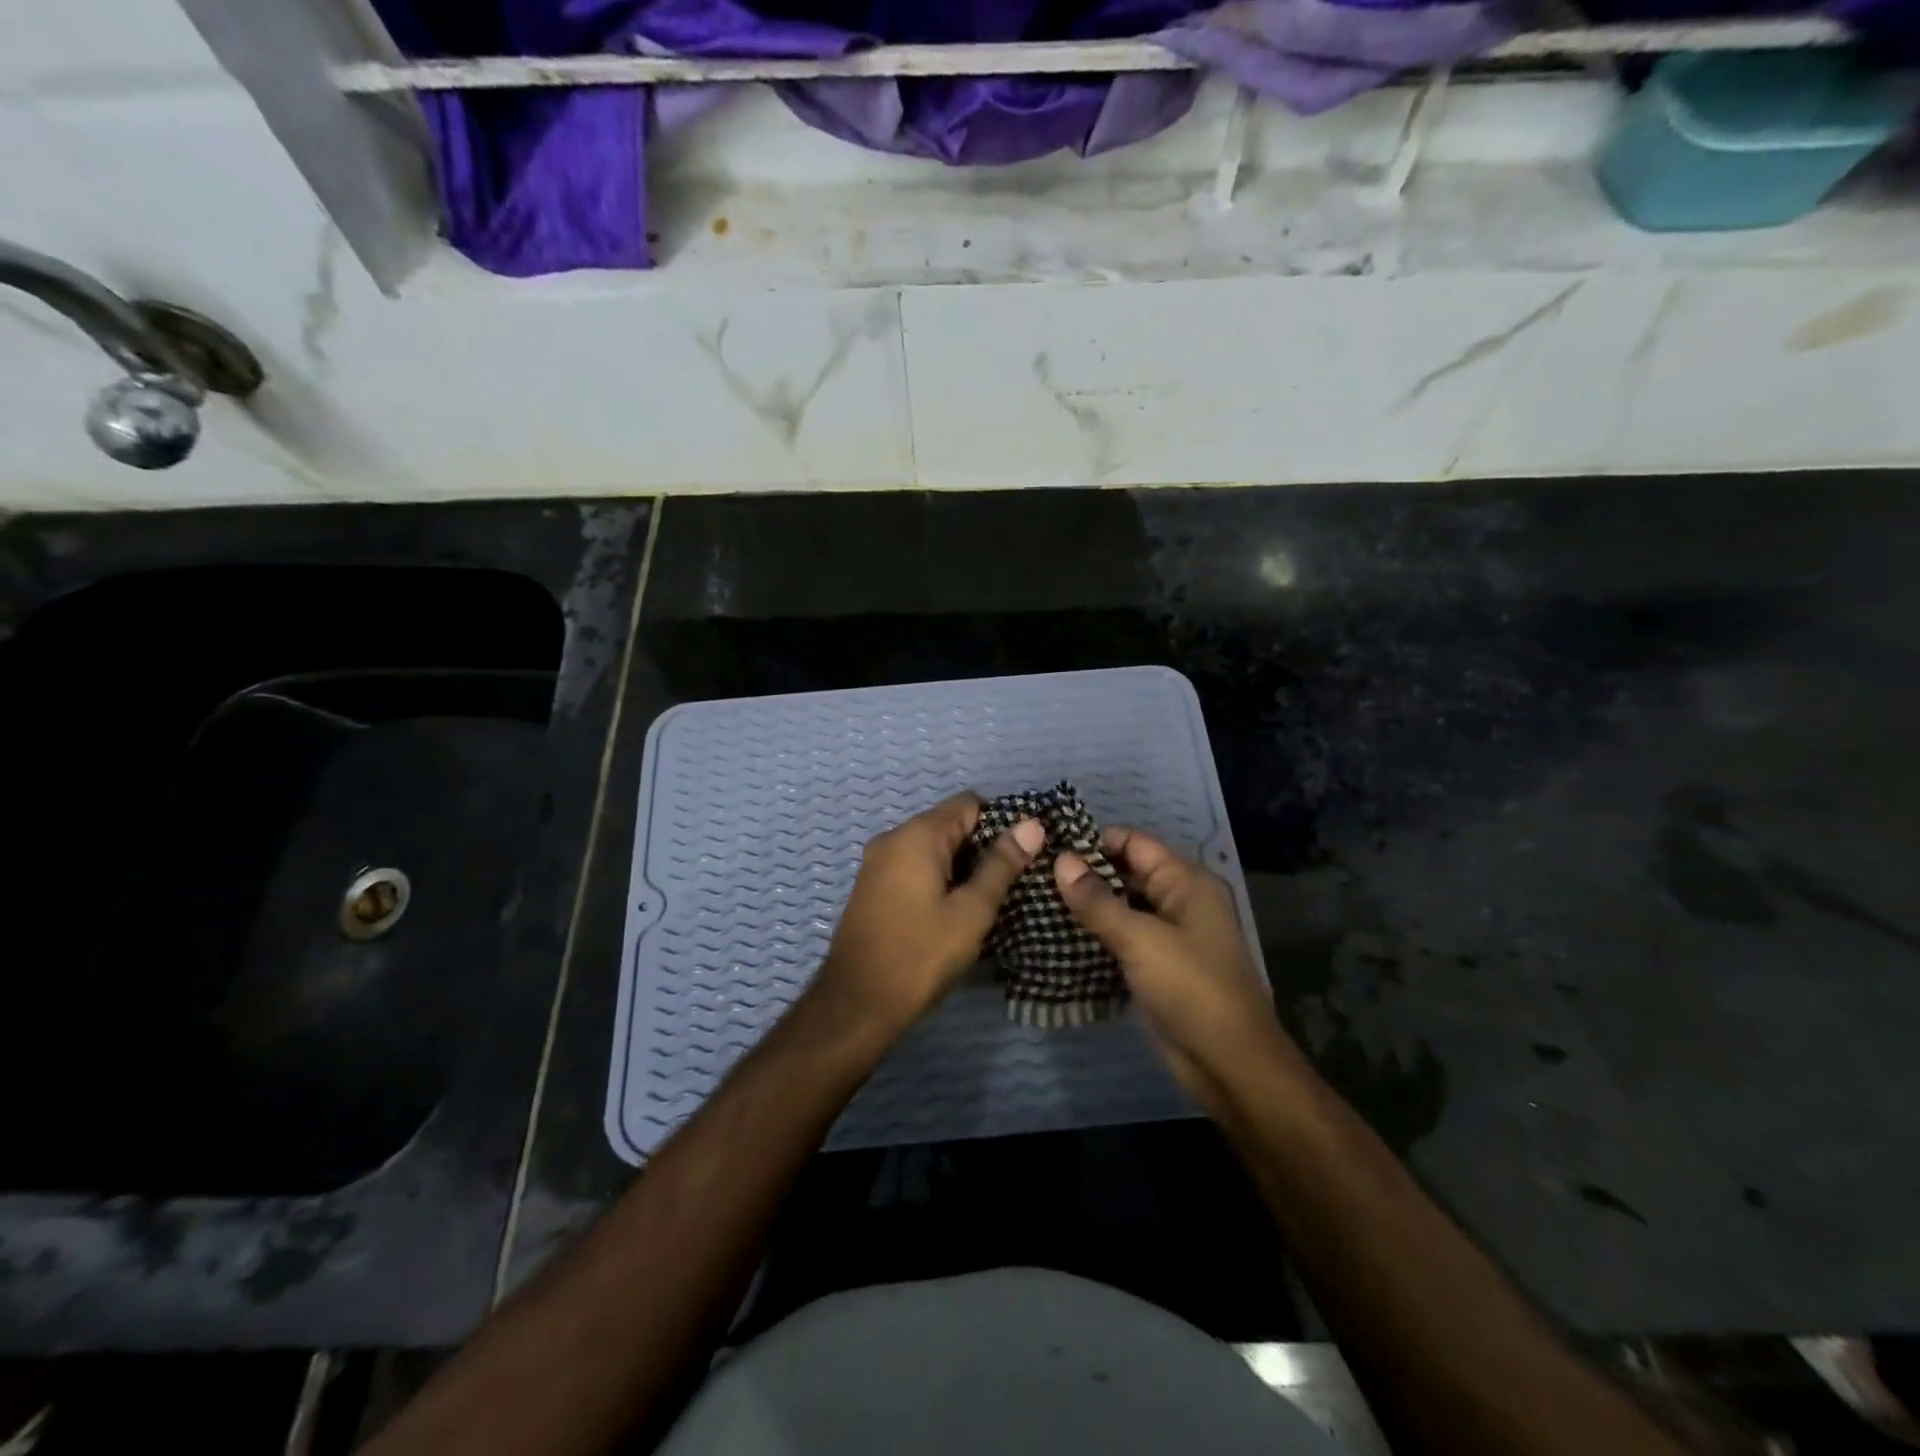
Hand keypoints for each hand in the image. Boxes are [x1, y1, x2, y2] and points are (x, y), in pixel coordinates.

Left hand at [808, 792, 1044, 1045]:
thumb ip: (1001, 864)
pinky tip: (954, 911)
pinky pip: (914, 867)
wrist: (856, 1005)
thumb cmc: (920, 955)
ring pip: (932, 848)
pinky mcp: (872, 887)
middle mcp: (893, 838)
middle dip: (982, 847)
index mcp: (917, 835)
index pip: (969, 803)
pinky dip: (938, 879)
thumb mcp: (972, 911)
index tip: (1022, 855)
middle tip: (1011, 883)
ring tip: (988, 900)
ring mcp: (877, 863)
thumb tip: (1032, 825)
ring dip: (961, 866)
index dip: (1001, 823)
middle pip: (949, 824)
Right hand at [1055, 829, 1291, 1099]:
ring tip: (1038, 900)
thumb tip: (1060, 860)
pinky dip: (1096, 934)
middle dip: (1085, 873)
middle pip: (1126, 873)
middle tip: (1035, 874)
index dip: (1094, 840)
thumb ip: (1097, 900)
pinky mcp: (1157, 966)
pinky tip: (1058, 935)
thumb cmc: (1191, 989)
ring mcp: (1169, 935)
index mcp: (1187, 883)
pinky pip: (1122, 938)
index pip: (1134, 844)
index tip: (1048, 845)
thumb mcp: (1140, 939)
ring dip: (1087, 906)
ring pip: (1121, 907)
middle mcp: (1179, 901)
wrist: (1229, 1064)